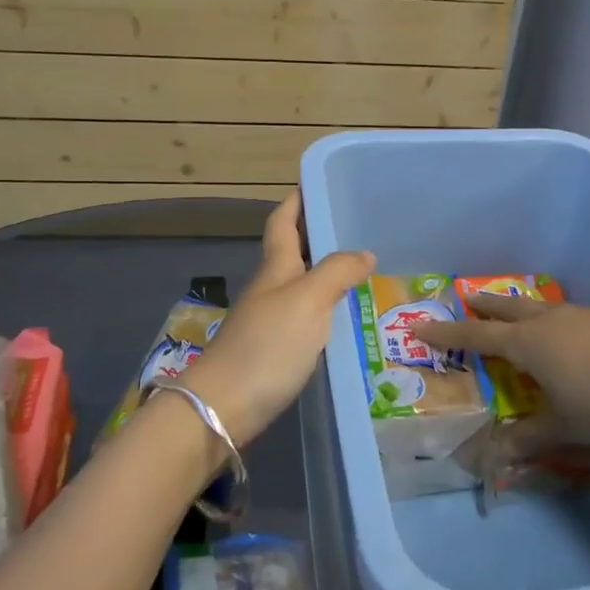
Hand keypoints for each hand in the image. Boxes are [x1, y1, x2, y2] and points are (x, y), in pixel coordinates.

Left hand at [180, 193, 373, 446]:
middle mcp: (271, 288)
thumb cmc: (267, 346)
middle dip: (318, 234)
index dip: (296, 200)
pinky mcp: (275, 350)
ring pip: (301, 283)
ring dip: (325, 271)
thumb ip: (337, 272)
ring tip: (363, 268)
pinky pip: (306, 315)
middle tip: (356, 225)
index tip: (318, 182)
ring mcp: (270, 320)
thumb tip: (365, 253)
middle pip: (292, 251)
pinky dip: (326, 307)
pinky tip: (346, 316)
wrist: (224, 407)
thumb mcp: (308, 301)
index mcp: (275, 268)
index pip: (282, 221)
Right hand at [417, 295, 589, 449]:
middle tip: (469, 301)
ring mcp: (580, 315)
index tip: (422, 326)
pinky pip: (566, 314)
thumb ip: (528, 439)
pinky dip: (552, 320)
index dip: (447, 333)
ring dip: (520, 310)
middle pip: (506, 309)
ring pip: (539, 308)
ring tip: (516, 317)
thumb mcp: (562, 426)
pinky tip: (567, 334)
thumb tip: (494, 457)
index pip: (476, 336)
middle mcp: (548, 321)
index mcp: (527, 344)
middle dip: (484, 307)